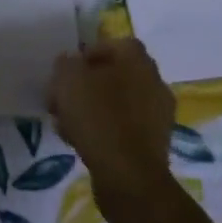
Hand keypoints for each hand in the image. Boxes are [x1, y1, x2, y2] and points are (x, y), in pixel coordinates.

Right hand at [49, 38, 175, 209]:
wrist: (130, 178)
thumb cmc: (99, 117)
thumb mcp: (68, 79)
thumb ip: (66, 64)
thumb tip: (71, 64)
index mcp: (137, 59)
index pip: (112, 44)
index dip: (86, 55)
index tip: (67, 73)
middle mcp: (154, 81)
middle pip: (113, 75)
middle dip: (86, 85)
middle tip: (63, 99)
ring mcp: (158, 114)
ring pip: (117, 103)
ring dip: (93, 109)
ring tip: (67, 125)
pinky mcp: (155, 144)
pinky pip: (124, 128)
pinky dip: (105, 131)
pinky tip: (82, 143)